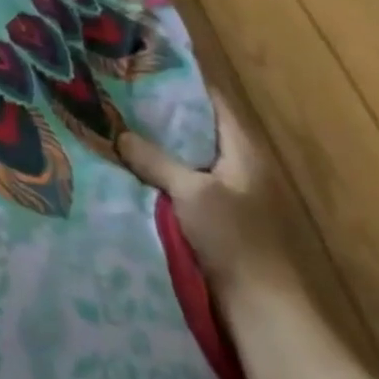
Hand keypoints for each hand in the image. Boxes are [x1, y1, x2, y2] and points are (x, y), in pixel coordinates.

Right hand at [112, 88, 297, 306]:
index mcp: (244, 151)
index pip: (214, 102)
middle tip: (120, 98)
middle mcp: (240, 167)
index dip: (183, 84)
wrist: (260, 308)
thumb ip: (156, 161)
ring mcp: (230, 195)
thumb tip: (121, 134)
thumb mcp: (192, 192)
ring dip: (159, 149)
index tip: (145, 69)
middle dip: (162, 116)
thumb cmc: (234, 240)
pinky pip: (184, 187)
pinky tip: (130, 174)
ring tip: (117, 130)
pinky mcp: (217, 221)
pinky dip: (161, 178)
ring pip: (188, 160)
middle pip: (198, 130)